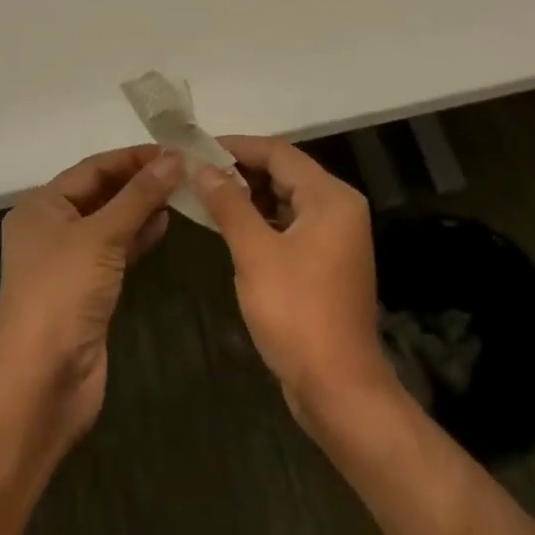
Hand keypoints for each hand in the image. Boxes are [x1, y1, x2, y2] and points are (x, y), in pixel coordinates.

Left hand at [0, 146, 181, 447]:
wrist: (42, 382)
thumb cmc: (63, 295)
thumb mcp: (101, 237)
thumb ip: (139, 196)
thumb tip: (174, 158)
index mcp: (42, 206)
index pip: (93, 167)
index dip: (133, 158)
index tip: (175, 151)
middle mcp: (51, 228)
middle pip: (101, 192)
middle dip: (140, 182)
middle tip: (186, 171)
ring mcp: (68, 261)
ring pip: (110, 222)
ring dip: (142, 208)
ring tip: (183, 194)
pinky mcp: (86, 290)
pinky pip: (115, 251)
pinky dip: (138, 237)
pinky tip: (165, 226)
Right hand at [195, 136, 398, 434]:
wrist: (338, 389)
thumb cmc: (297, 313)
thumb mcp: (255, 253)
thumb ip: (229, 204)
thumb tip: (202, 168)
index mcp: (330, 197)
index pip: (278, 153)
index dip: (236, 146)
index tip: (196, 147)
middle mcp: (338, 208)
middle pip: (284, 172)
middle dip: (240, 170)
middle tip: (195, 171)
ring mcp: (335, 236)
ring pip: (285, 199)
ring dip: (248, 195)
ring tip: (204, 194)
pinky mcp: (325, 261)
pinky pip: (289, 224)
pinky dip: (261, 220)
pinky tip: (229, 225)